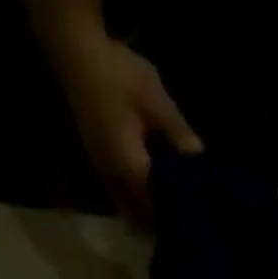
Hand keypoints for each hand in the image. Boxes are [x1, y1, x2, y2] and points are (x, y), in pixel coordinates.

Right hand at [48, 29, 200, 224]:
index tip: (193, 215)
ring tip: (171, 210)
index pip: (157, 204)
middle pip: (141, 215)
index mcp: (129, 168)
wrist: (78, 58)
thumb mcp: (154, 99)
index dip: (174, 211)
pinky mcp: (101, 169)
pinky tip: (152, 193)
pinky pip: (121, 198)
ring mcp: (105, 177)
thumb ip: (177, 131)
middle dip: (161, 220)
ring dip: (148, 214)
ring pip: (130, 210)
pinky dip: (137, 201)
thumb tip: (199, 158)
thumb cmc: (118, 76)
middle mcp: (114, 181)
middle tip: (184, 218)